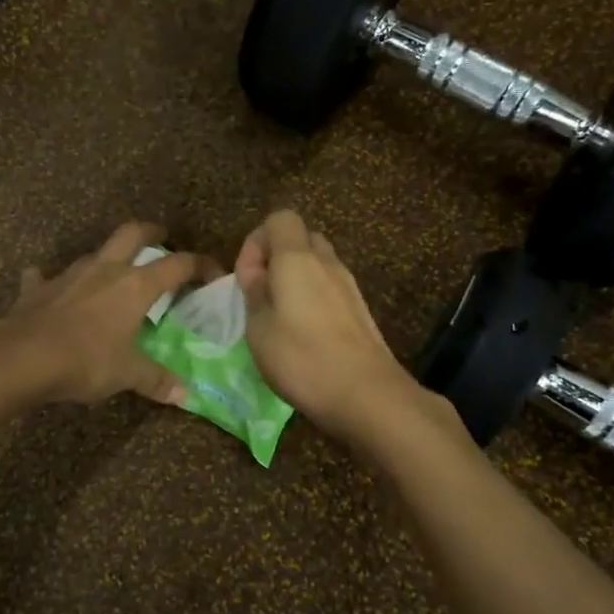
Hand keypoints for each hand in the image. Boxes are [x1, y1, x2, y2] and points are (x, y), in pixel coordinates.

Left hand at [7, 221, 207, 404]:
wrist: (22, 356)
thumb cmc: (86, 360)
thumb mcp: (127, 374)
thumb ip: (156, 380)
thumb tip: (185, 395)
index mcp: (135, 286)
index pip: (178, 265)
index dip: (200, 265)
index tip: (213, 273)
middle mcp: (105, 270)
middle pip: (133, 233)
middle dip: (151, 232)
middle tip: (162, 238)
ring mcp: (69, 274)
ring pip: (94, 253)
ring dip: (106, 258)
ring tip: (112, 274)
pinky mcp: (37, 287)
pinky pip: (45, 277)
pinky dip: (51, 282)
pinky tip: (52, 291)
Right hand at [235, 210, 419, 440]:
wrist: (366, 394)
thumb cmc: (302, 358)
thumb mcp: (258, 328)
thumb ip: (254, 292)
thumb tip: (257, 273)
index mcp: (297, 258)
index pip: (280, 219)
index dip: (257, 241)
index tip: (247, 277)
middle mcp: (327, 262)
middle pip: (301, 239)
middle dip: (277, 259)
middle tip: (262, 295)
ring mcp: (349, 286)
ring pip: (318, 265)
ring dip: (296, 281)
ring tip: (281, 318)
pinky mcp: (360, 310)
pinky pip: (331, 289)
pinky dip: (314, 300)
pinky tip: (305, 336)